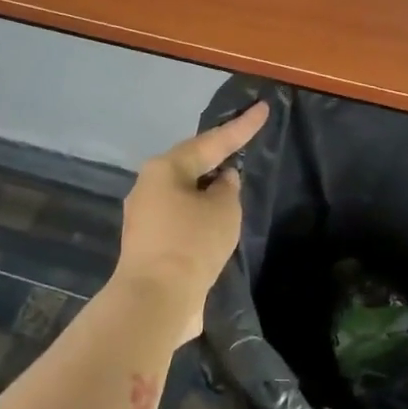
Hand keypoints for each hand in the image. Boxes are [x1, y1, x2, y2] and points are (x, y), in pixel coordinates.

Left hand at [115, 103, 270, 343]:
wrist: (156, 300)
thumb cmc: (192, 243)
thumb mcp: (224, 210)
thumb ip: (228, 188)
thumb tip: (223, 181)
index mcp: (164, 169)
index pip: (212, 141)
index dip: (241, 127)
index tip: (263, 108)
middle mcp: (148, 187)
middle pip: (190, 165)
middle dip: (217, 158)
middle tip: (242, 146)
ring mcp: (145, 218)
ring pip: (184, 194)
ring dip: (208, 191)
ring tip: (234, 188)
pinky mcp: (149, 245)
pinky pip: (181, 220)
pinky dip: (200, 217)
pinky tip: (217, 223)